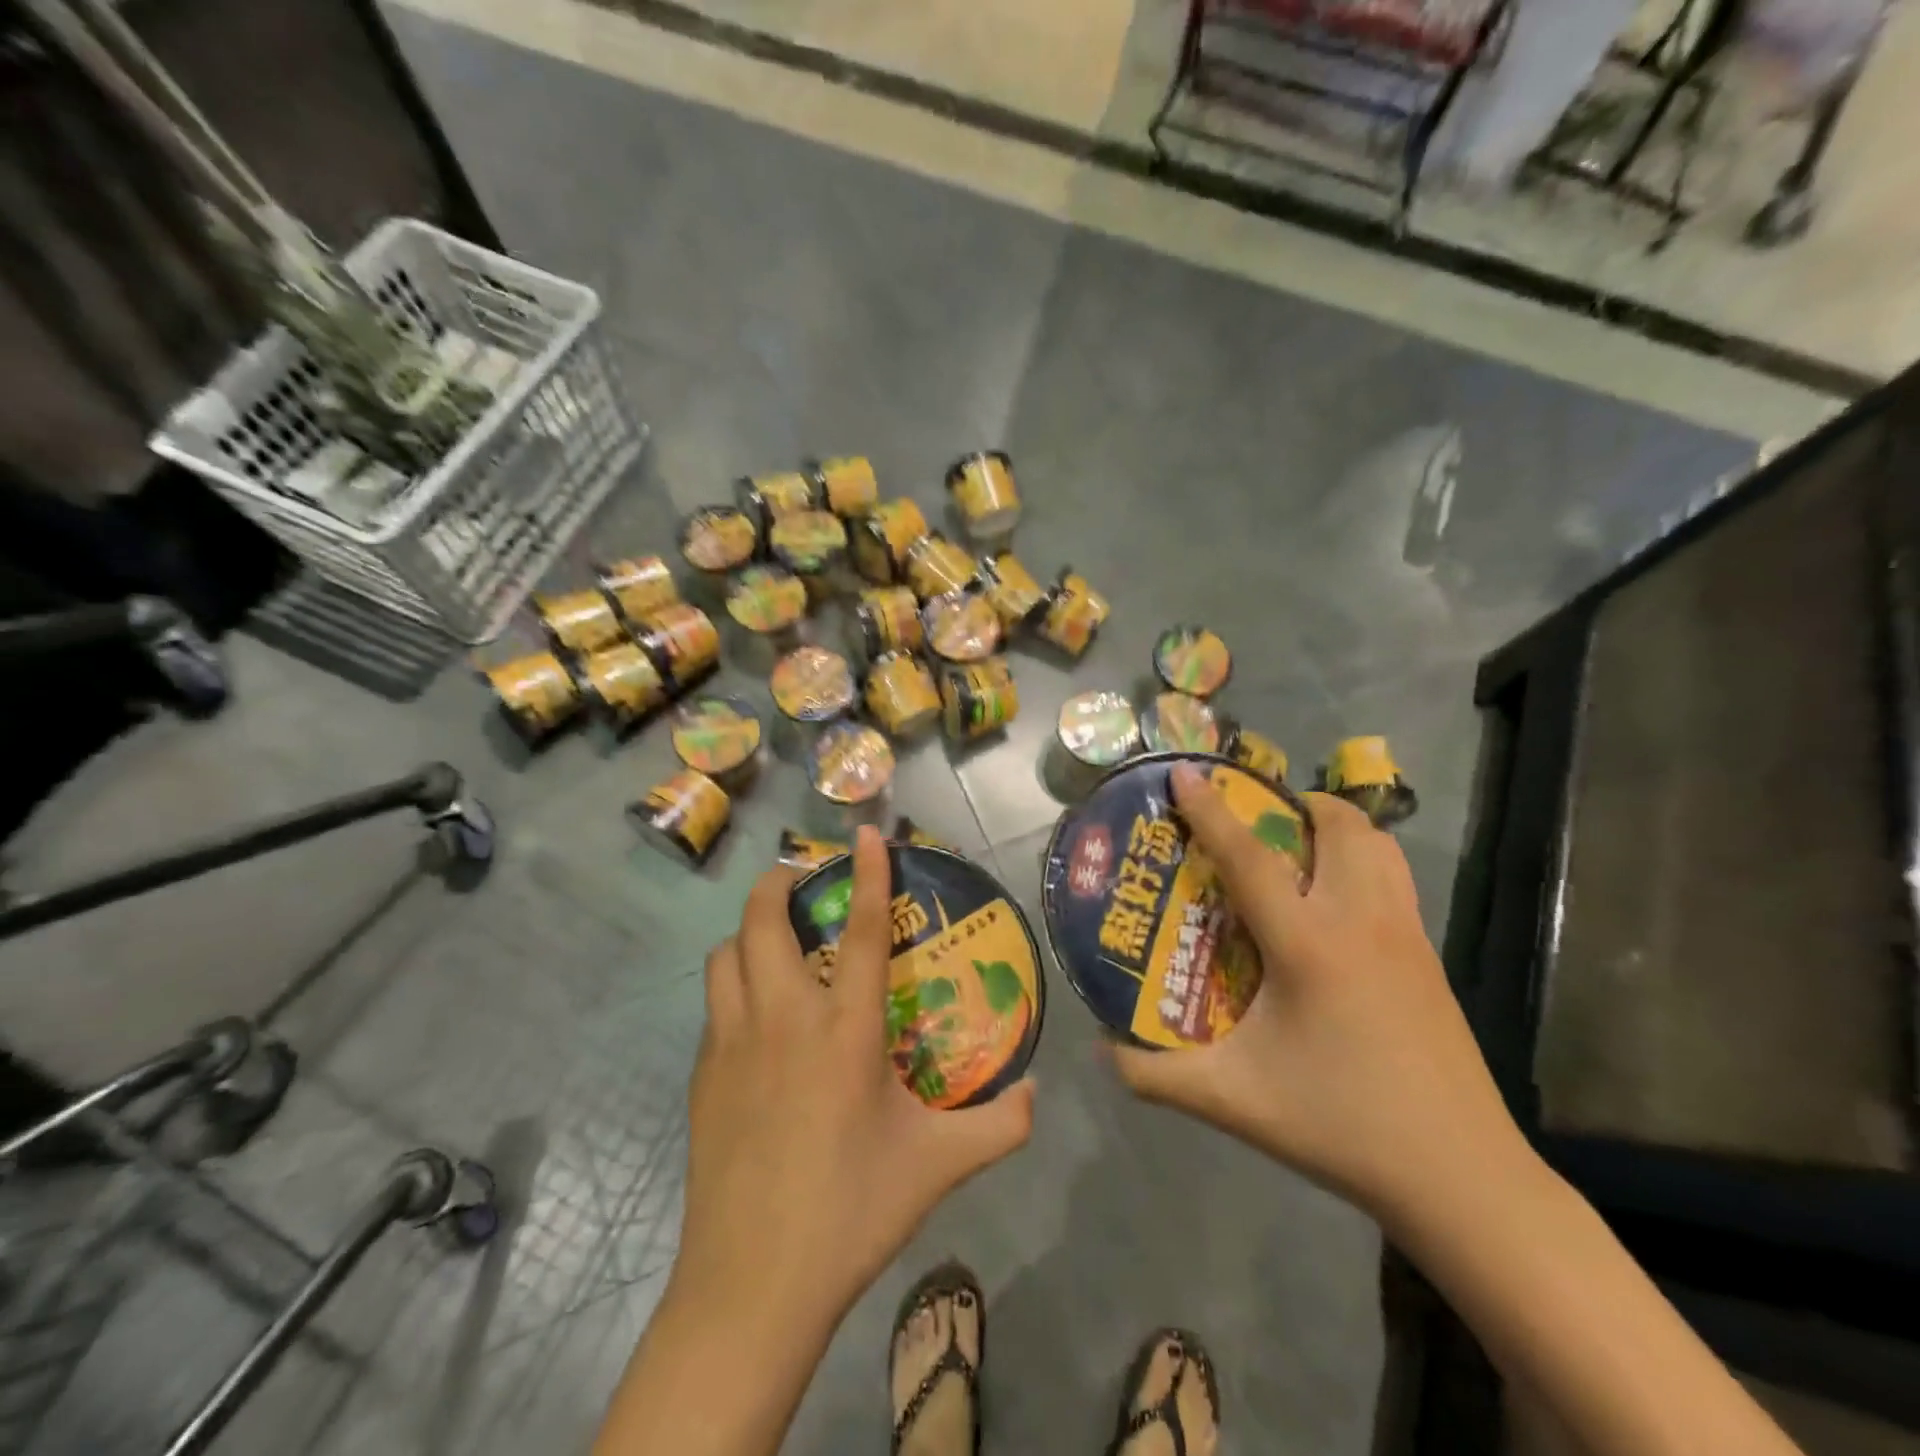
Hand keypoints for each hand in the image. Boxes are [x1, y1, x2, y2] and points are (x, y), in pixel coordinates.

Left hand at [675, 826, 1035, 1326]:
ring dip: (747, 934)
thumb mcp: (938, 1168)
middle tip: (798, 876)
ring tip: (774, 941)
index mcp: (844, 1031)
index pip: (858, 931)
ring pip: (725, 956)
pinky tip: (756, 1018)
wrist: (751, 1288)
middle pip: (762, 923)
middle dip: (776, 884)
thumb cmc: (850, 1213)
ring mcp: (732, 1046)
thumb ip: (999, 1127)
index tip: (864, 832)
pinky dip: (733, 986)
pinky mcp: (703, 1077)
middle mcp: (782, 1020)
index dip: (865, 874)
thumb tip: (1040, 1095)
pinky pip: (714, 1006)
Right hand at [1111, 766, 1525, 1229]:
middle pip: (1341, 827)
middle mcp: (1362, 923)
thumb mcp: (1233, 1101)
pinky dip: (1364, 861)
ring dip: (1339, 827)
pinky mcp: (1430, 958)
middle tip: (1257, 815)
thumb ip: (1156, 1076)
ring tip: (1299, 843)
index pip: (1250, 859)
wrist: (1461, 1177)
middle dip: (1297, 803)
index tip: (1185, 772)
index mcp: (1309, 946)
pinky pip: (1395, 880)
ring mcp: (1406, 936)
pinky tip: (1336, 905)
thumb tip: (1102, 1048)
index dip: (1211, 811)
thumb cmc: (1340, 1125)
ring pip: (1380, 847)